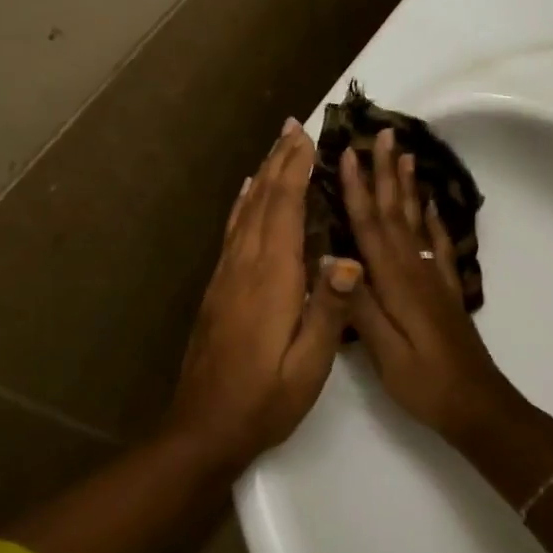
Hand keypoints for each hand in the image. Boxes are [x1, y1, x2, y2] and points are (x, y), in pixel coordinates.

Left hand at [165, 118, 363, 471]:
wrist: (203, 427)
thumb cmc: (264, 400)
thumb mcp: (308, 366)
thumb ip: (329, 311)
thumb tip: (349, 258)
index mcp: (271, 279)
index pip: (284, 209)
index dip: (295, 169)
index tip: (308, 136)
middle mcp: (244, 266)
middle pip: (262, 200)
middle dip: (279, 161)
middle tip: (293, 125)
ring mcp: (226, 275)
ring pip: (245, 211)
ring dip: (262, 176)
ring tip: (275, 148)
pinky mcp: (217, 288)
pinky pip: (232, 231)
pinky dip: (243, 204)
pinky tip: (245, 195)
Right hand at [341, 129, 521, 440]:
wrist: (478, 405)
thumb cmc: (425, 383)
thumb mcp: (386, 352)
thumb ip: (360, 306)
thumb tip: (332, 260)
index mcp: (395, 282)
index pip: (370, 225)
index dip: (356, 189)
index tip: (346, 153)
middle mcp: (415, 269)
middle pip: (395, 212)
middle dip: (385, 172)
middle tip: (383, 133)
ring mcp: (433, 277)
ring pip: (416, 220)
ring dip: (408, 185)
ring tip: (405, 154)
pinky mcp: (445, 289)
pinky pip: (438, 243)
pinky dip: (432, 218)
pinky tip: (430, 204)